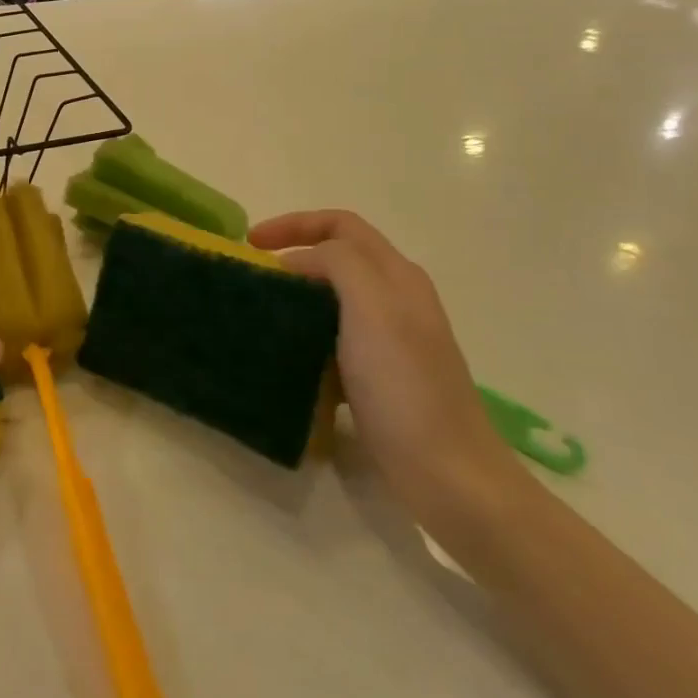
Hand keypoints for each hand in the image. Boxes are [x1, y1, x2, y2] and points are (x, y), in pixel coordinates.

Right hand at [251, 210, 516, 517]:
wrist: (447, 473)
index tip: (249, 244)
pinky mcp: (379, 376)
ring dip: (296, 297)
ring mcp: (390, 339)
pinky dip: (306, 337)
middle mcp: (396, 299)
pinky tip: (286, 359)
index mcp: (396, 275)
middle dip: (292, 257)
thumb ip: (337, 264)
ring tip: (261, 315)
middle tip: (252, 278)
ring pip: (333, 299)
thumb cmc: (404, 385)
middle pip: (337, 257)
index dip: (293, 224)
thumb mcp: (372, 307)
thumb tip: (297, 263)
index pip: (340, 225)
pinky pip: (333, 339)